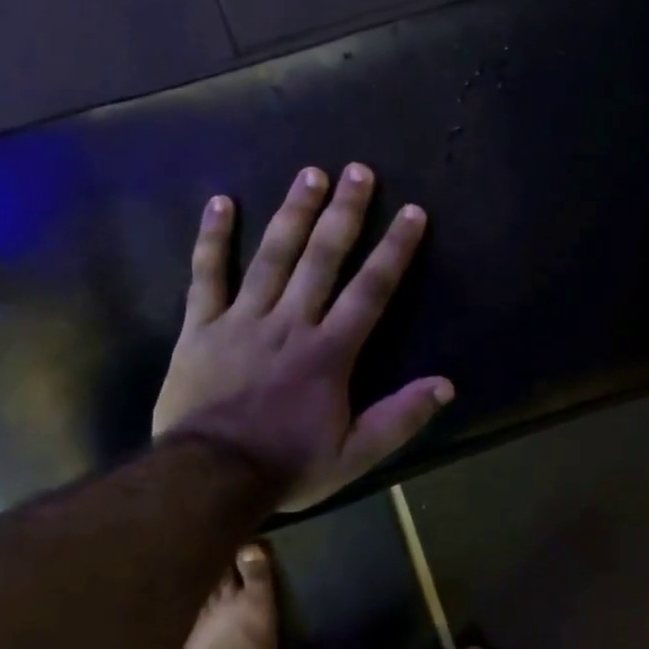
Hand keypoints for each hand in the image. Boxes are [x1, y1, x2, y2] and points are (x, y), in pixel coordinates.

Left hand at [153, 164, 452, 511]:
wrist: (210, 478)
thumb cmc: (287, 464)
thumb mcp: (355, 454)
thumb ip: (400, 418)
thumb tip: (445, 384)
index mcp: (330, 351)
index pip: (370, 290)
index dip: (394, 250)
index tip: (412, 213)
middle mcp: (291, 322)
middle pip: (322, 258)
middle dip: (344, 213)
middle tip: (359, 170)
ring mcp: (243, 319)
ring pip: (273, 256)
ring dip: (293, 212)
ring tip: (310, 173)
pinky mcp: (202, 327)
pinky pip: (207, 275)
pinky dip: (213, 239)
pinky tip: (222, 202)